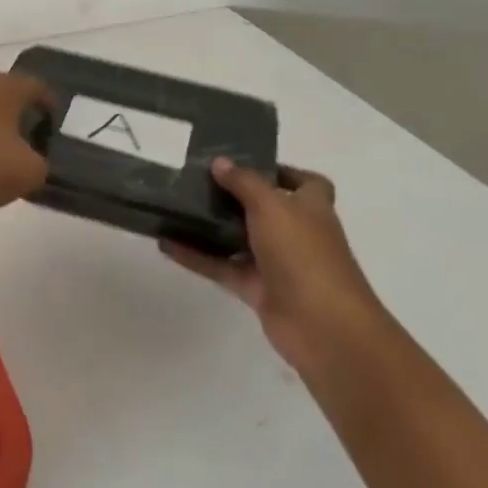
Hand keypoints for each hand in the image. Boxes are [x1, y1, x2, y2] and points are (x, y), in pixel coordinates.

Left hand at [0, 66, 54, 213]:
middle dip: (20, 107)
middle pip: (8, 88)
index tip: (53, 124)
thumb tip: (34, 161)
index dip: (50, 105)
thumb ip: (41, 164)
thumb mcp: (28, 173)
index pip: (38, 87)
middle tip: (30, 131)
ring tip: (4, 145)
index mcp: (8, 87)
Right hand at [162, 159, 387, 368]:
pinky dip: (196, 257)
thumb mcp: (271, 206)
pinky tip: (166, 244)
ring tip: (176, 207)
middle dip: (235, 197)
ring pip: (239, 239)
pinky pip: (222, 267)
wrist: (321, 325)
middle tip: (198, 179)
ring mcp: (277, 264)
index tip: (248, 163)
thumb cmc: (303, 253)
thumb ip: (244, 183)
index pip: (306, 183)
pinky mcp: (257, 290)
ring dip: (211, 227)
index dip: (283, 172)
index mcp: (312, 208)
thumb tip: (220, 162)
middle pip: (265, 210)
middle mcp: (297, 234)